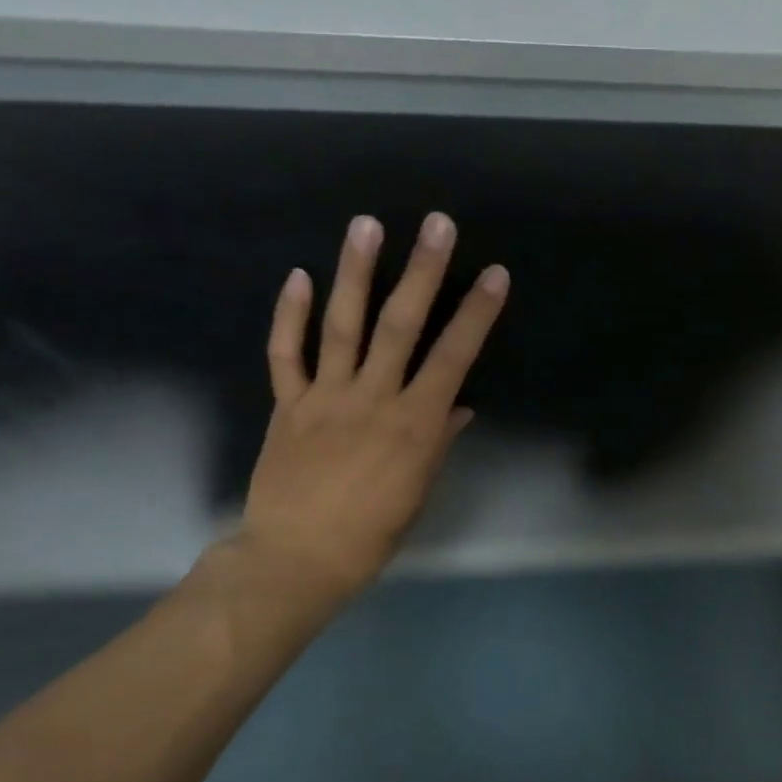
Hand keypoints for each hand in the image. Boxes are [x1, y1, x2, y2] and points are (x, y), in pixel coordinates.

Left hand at [233, 211, 508, 614]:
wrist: (297, 557)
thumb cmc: (372, 534)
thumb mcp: (419, 491)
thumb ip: (438, 442)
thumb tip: (458, 407)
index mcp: (415, 424)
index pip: (453, 358)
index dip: (476, 314)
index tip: (494, 275)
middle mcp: (373, 399)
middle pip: (400, 326)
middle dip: (422, 272)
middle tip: (436, 223)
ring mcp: (326, 398)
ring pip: (342, 325)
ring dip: (355, 272)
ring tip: (366, 224)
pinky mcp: (288, 405)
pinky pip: (287, 354)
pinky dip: (290, 314)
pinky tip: (298, 275)